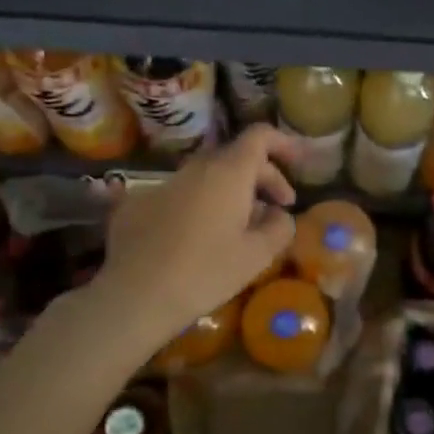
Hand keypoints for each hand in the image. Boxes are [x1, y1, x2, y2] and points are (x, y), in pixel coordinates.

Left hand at [93, 123, 298, 341]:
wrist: (134, 297)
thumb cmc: (205, 273)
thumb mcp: (257, 256)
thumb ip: (279, 227)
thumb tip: (278, 214)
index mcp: (228, 173)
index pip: (259, 136)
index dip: (283, 144)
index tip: (298, 164)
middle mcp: (195, 168)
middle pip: (235, 157)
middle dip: (262, 177)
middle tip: (277, 210)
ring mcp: (162, 184)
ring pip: (206, 177)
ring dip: (229, 193)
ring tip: (238, 228)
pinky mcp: (136, 204)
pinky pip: (178, 195)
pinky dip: (196, 207)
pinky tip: (195, 240)